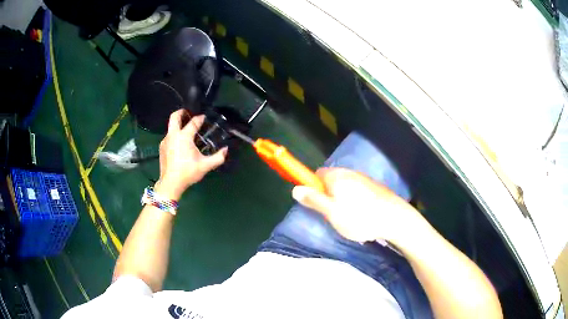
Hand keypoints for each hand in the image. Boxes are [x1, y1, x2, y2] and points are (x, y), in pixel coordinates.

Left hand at [155, 109, 227, 199]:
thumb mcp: (205, 166)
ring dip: (178, 125)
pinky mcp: (161, 148)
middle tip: (187, 112)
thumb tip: (226, 150)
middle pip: (174, 117)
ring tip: (185, 130)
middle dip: (181, 112)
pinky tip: (179, 143)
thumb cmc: (188, 172)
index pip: (193, 122)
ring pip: (170, 127)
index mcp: (184, 137)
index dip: (199, 118)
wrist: (170, 183)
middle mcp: (173, 135)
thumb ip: (218, 157)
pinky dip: (174, 135)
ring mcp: (165, 141)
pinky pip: (168, 136)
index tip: (204, 117)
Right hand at [292, 168, 428, 244]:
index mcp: (336, 176)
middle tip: (332, 214)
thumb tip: (295, 189)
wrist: (395, 218)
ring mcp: (363, 179)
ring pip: (344, 187)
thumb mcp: (332, 212)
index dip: (313, 188)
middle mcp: (349, 173)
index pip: (315, 175)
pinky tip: (362, 215)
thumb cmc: (360, 217)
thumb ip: (313, 200)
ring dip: (342, 199)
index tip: (317, 204)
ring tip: (349, 218)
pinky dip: (354, 201)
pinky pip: (356, 191)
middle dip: (328, 196)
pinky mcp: (373, 187)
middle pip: (330, 181)